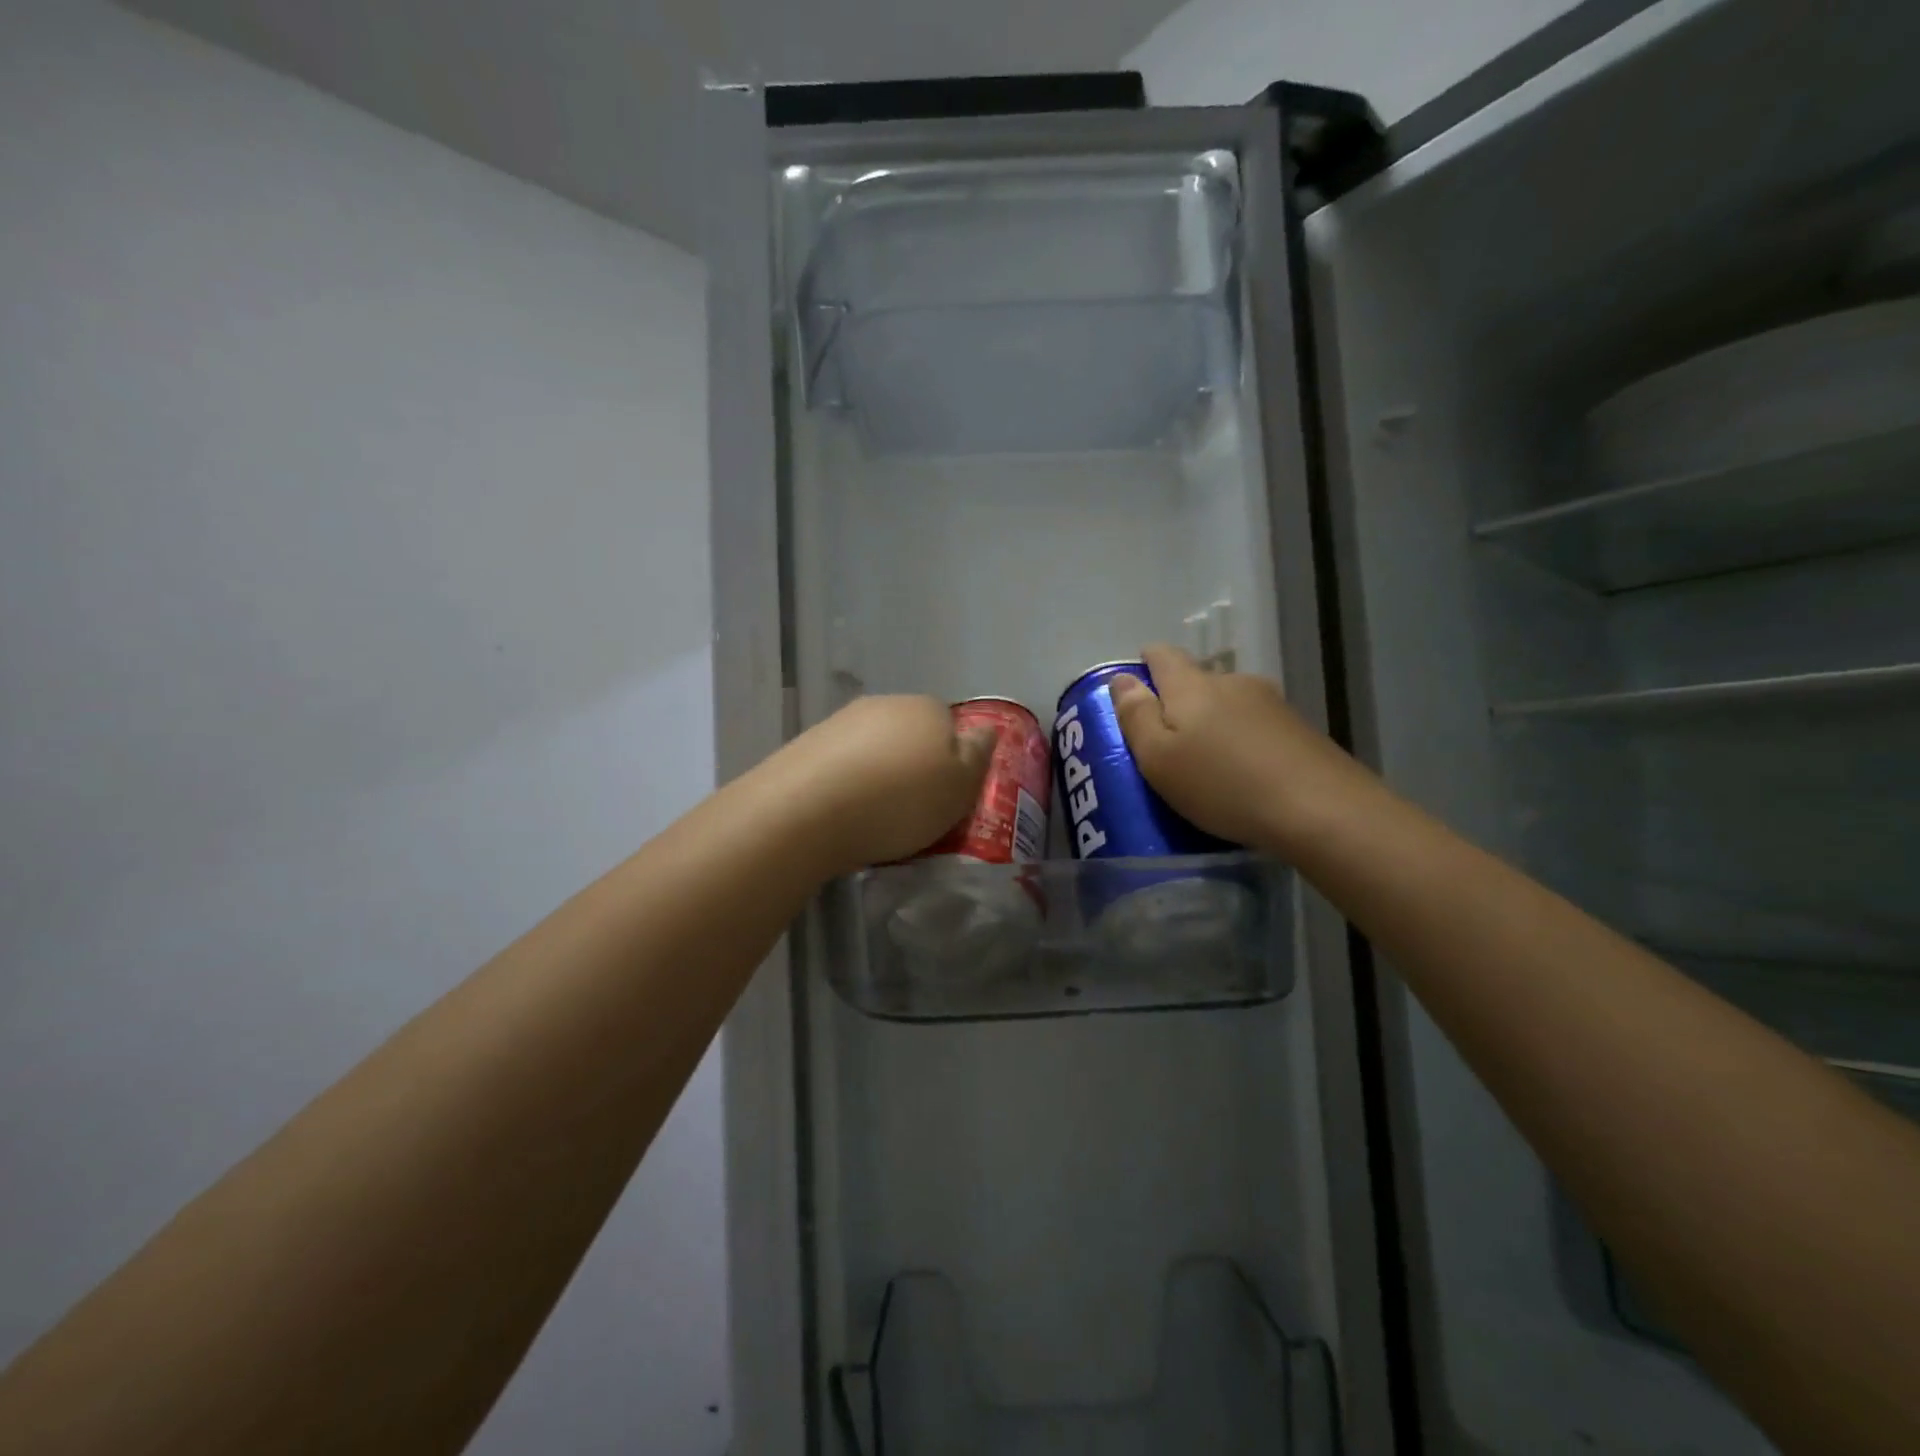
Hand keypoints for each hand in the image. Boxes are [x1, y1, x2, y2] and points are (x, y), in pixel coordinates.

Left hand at [763, 696, 994, 876]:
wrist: (806, 811)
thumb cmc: (900, 801)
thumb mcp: (961, 787)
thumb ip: (978, 755)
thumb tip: (985, 729)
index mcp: (927, 707)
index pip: (951, 725)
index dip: (952, 761)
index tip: (946, 796)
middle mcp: (884, 704)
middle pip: (910, 734)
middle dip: (913, 765)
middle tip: (913, 809)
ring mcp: (841, 721)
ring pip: (873, 747)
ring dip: (878, 773)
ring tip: (874, 816)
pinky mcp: (806, 744)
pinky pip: (840, 763)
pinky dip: (846, 783)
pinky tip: (842, 812)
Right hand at [1108, 644, 1371, 852]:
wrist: (1321, 810)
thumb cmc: (1222, 785)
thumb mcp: (1159, 758)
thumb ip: (1136, 716)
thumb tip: (1122, 678)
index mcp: (1192, 686)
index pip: (1162, 654)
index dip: (1144, 663)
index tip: (1134, 689)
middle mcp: (1233, 682)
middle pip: (1196, 680)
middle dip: (1177, 703)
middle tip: (1165, 743)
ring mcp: (1272, 703)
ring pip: (1228, 704)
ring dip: (1212, 724)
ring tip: (1206, 764)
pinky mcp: (1299, 729)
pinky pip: (1255, 726)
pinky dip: (1241, 741)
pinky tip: (1243, 773)